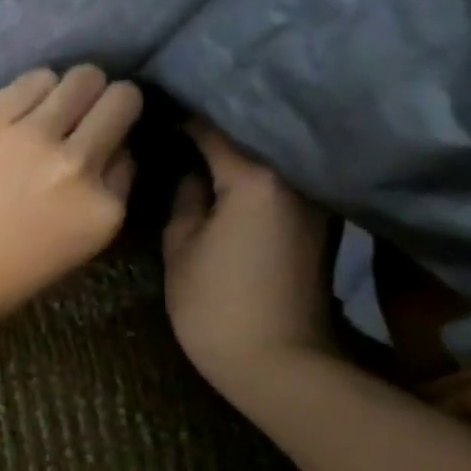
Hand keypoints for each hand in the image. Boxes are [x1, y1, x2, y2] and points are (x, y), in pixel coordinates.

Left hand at [0, 65, 142, 330]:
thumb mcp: (71, 250)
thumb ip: (94, 199)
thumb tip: (104, 155)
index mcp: (104, 209)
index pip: (129, 154)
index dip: (111, 149)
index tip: (92, 153)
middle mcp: (79, 163)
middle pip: (119, 102)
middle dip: (108, 104)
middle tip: (84, 114)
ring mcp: (34, 135)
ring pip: (81, 79)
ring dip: (72, 89)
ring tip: (49, 106)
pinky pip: (33, 79)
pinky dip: (33, 88)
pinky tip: (18, 106)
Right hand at [161, 119, 335, 398]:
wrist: (279, 362)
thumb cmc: (216, 304)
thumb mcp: (181, 246)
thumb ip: (184, 197)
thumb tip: (190, 171)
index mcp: (256, 177)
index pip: (213, 127)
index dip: (179, 114)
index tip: (152, 107)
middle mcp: (294, 177)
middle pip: (249, 133)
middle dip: (211, 122)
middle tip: (171, 116)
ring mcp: (313, 199)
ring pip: (267, 154)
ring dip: (236, 145)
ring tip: (196, 138)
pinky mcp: (318, 221)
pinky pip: (280, 179)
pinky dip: (255, 169)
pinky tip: (226, 171)